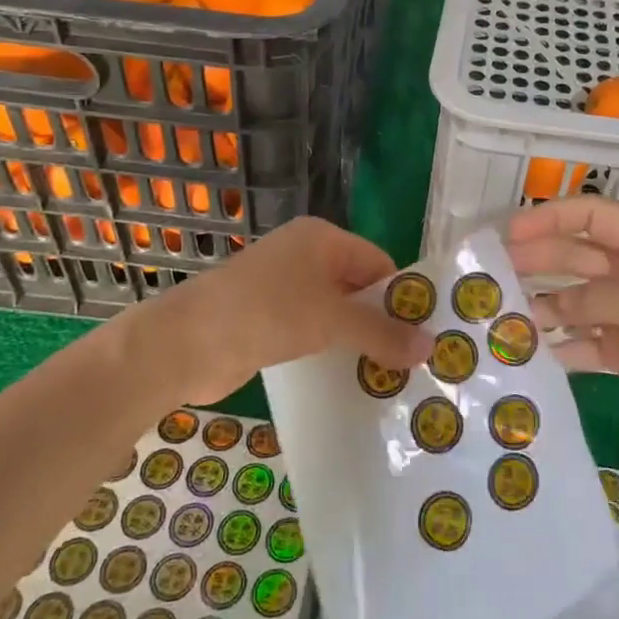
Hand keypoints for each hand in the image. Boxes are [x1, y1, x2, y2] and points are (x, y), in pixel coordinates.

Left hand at [115, 217, 426, 407]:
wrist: (187, 343)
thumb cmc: (267, 313)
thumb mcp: (332, 319)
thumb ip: (381, 332)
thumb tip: (432, 347)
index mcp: (323, 239)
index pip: (379, 263)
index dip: (403, 297)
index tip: (425, 335)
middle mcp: (306, 256)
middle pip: (359, 288)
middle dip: (383, 323)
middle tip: (414, 362)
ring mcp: (284, 288)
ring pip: (336, 313)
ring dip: (358, 341)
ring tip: (391, 377)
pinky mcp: (269, 319)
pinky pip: (313, 331)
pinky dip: (331, 351)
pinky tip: (351, 379)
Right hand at [507, 196, 618, 455]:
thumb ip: (597, 300)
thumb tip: (548, 305)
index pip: (594, 216)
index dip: (551, 218)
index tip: (510, 233)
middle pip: (577, 257)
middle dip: (538, 260)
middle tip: (494, 275)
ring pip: (575, 300)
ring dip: (544, 305)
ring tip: (505, 316)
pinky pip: (584, 342)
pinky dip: (561, 346)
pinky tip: (533, 353)